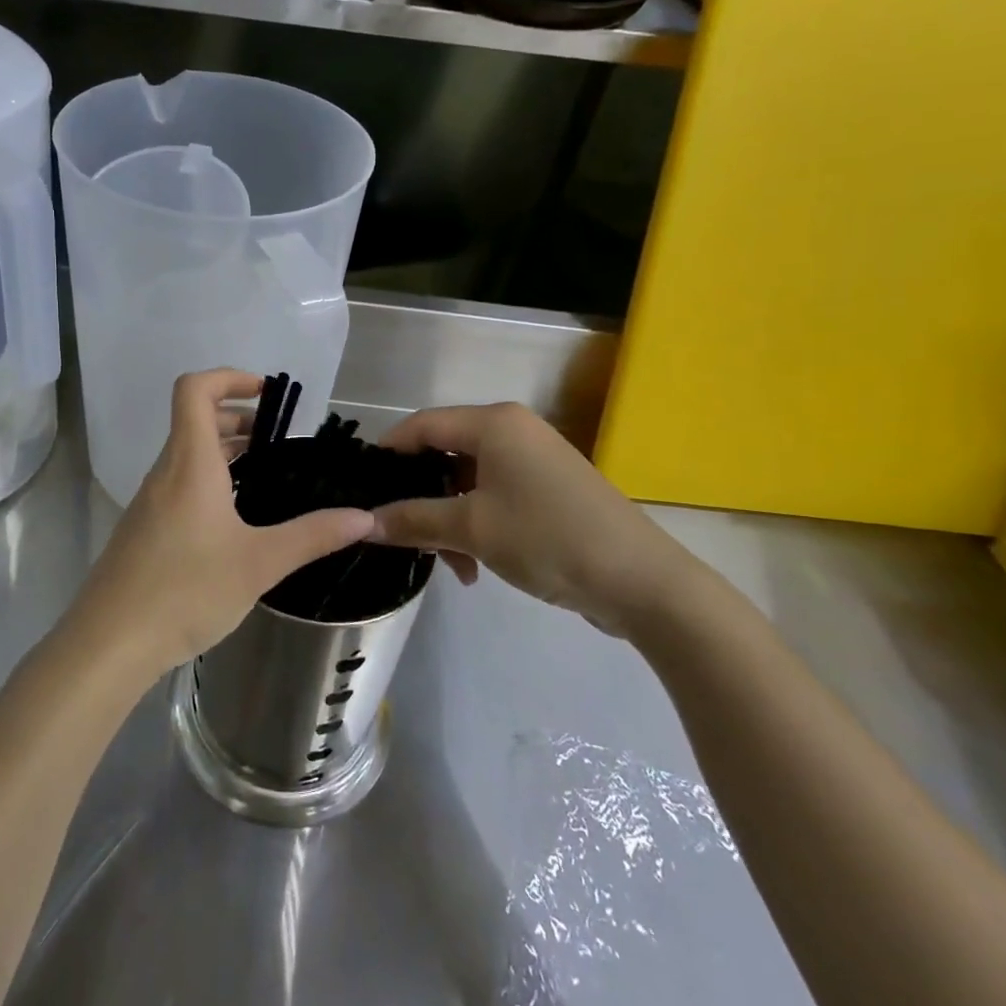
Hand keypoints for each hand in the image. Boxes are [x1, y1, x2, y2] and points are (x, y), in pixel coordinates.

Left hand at [74, 369, 374, 676]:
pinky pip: (179, 484)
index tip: (266, 394)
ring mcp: (150, 501)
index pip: (194, 389)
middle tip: (278, 440)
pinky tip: (235, 520)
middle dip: (237, 418)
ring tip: (264, 474)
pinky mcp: (145, 529)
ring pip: (187, 455)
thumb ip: (313, 535)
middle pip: (195, 420)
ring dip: (224, 451)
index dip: (229, 378)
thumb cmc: (186, 589)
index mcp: (190, 463)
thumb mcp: (260, 562)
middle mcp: (166, 472)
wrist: (110, 643)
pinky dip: (210, 480)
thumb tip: (364, 517)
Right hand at [372, 402, 698, 637]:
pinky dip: (477, 524)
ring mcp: (533, 459)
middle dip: (421, 498)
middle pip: (444, 454)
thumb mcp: (472, 530)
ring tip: (452, 566)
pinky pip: (494, 495)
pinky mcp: (548, 488)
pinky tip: (475, 565)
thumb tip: (364, 522)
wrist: (642, 582)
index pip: (420, 425)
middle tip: (405, 537)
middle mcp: (511, 430)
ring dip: (449, 520)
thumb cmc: (548, 539)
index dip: (387, 454)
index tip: (363, 490)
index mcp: (493, 423)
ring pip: (467, 481)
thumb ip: (412, 520)